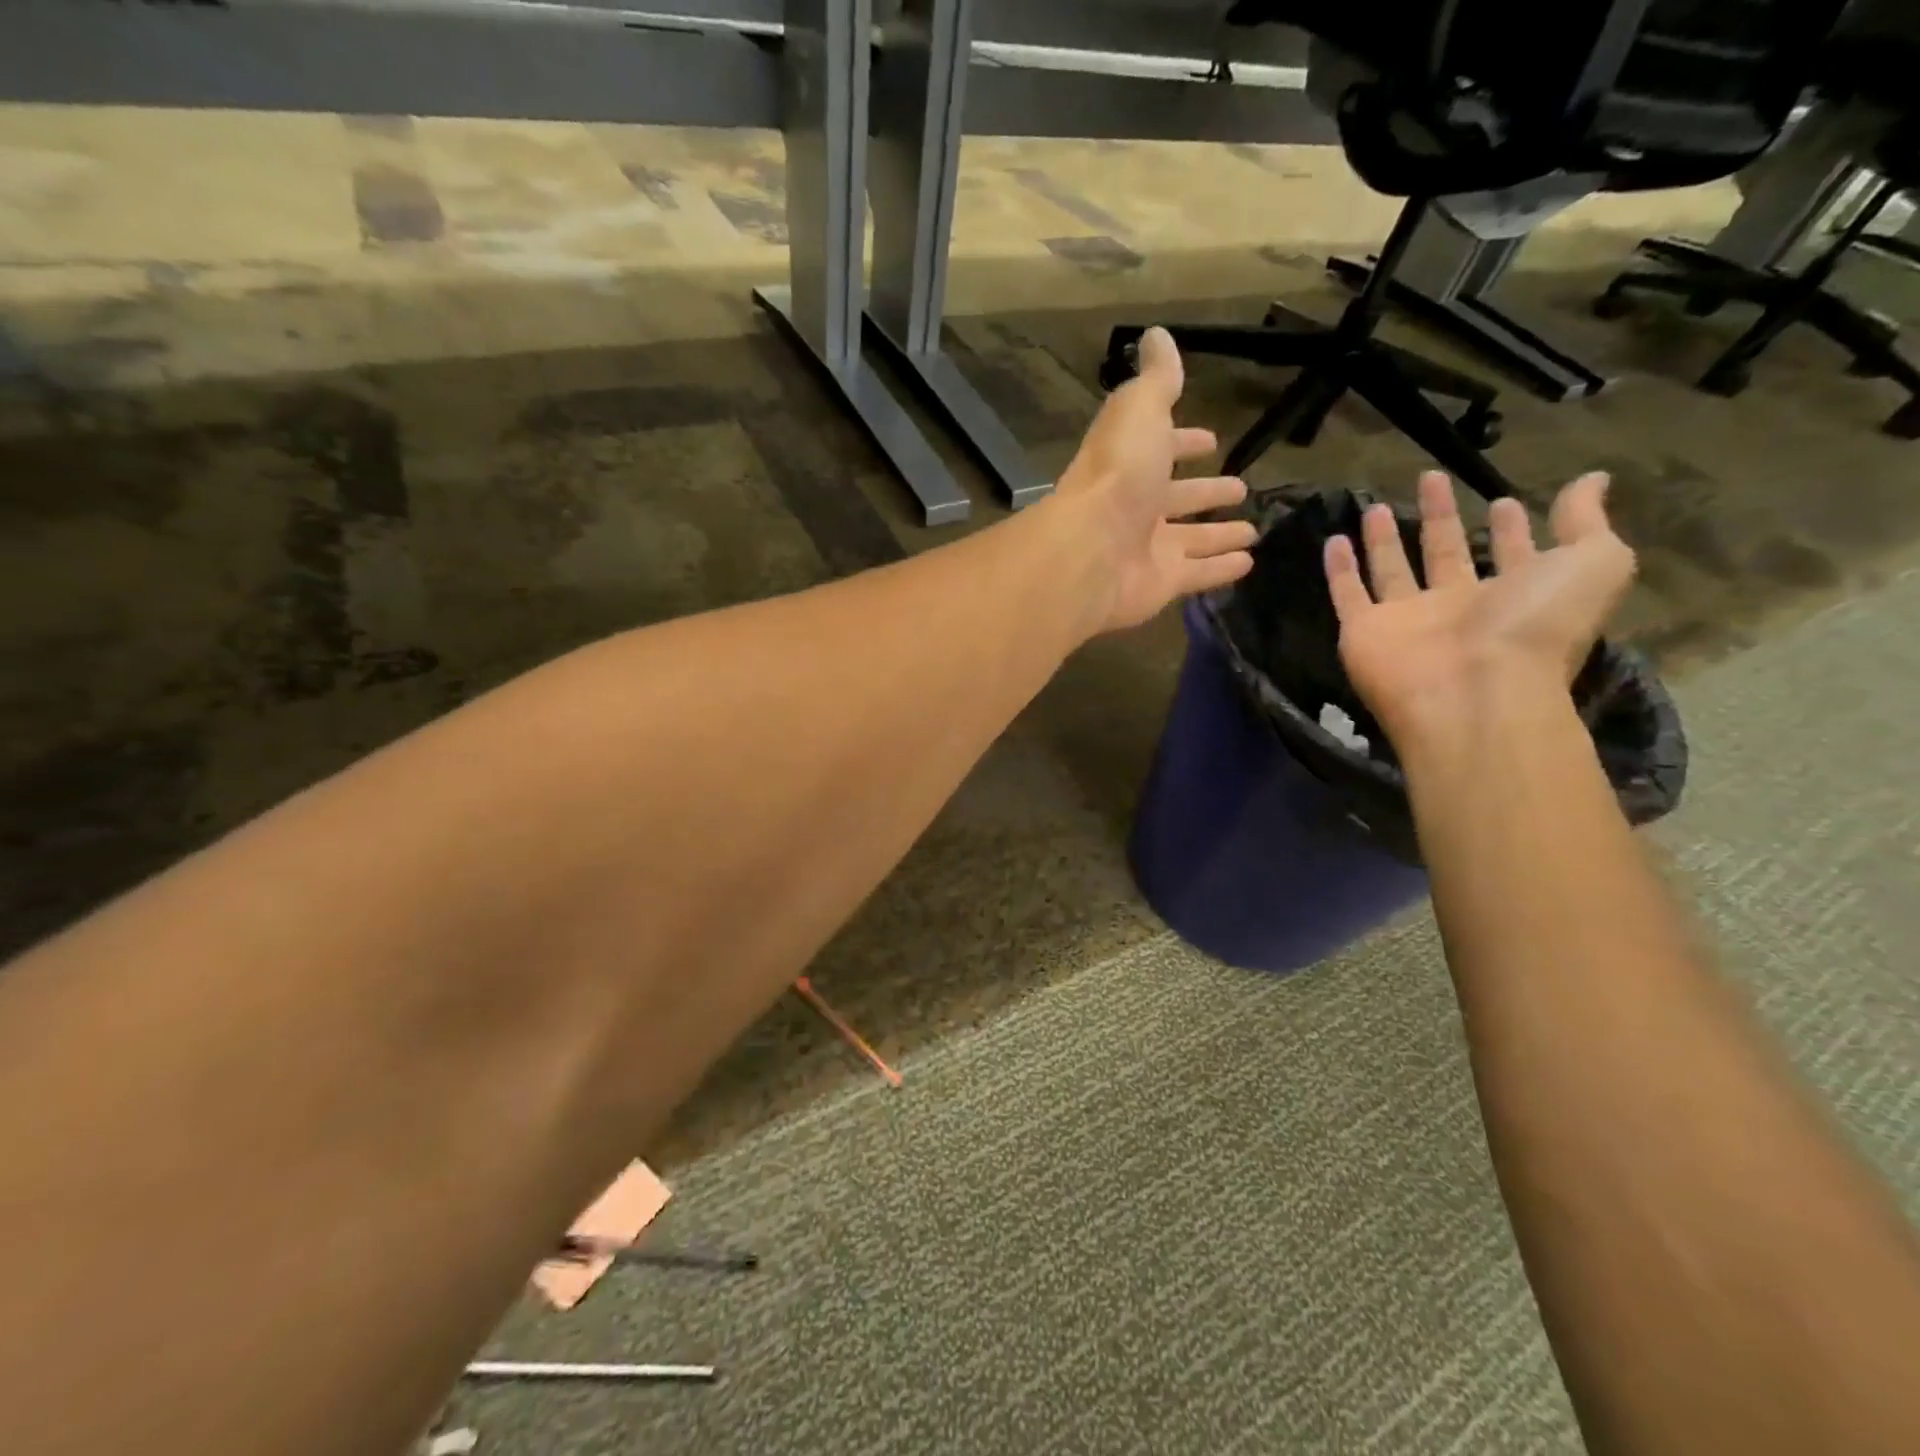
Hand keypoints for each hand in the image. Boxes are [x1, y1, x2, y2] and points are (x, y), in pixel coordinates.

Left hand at [1051, 327, 1254, 633]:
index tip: (1209, 441)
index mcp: (1129, 464)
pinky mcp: (1162, 584)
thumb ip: (1155, 380)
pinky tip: (1248, 563)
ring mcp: (1148, 549)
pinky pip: (1199, 574)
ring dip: (1219, 534)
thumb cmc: (1116, 475)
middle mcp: (1136, 507)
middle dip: (1206, 492)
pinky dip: (1222, 569)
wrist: (1089, 551)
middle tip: (1240, 488)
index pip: (1161, 448)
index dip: (1184, 443)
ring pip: (1192, 540)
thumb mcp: (1138, 411)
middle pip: (1178, 498)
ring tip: (1253, 531)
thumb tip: (1157, 336)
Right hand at [1325, 471, 1635, 744]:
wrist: (1471, 693)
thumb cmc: (1536, 627)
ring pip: (1392, 571)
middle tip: (1431, 479)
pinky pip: (1347, 594)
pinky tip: (1333, 541)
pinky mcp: (1363, 631)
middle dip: (1442, 518)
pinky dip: (1338, 570)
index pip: (1512, 555)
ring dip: (1385, 540)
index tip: (1503, 500)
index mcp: (1516, 596)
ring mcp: (1407, 621)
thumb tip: (1592, 480)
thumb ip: (1588, 522)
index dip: (1509, 529)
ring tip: (1378, 506)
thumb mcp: (1594, 564)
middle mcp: (1459, 608)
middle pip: (1446, 555)